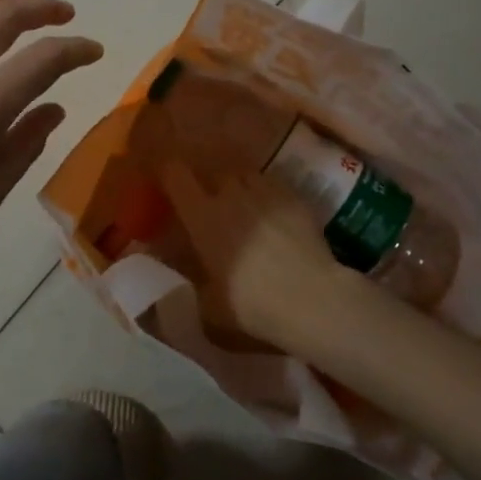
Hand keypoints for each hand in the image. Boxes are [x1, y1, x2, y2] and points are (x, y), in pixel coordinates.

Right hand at [156, 160, 364, 351]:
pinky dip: (268, 195)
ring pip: (246, 175)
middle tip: (213, 205)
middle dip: (211, 185)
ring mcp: (265, 191)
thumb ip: (193, 285)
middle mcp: (230, 194)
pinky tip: (274, 215)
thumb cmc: (252, 304)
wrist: (311, 297)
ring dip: (240, 186)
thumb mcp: (209, 306)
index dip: (170, 174)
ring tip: (245, 206)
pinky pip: (273, 185)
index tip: (169, 183)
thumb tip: (186, 281)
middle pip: (215, 173)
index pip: (175, 175)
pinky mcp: (294, 196)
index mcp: (202, 216)